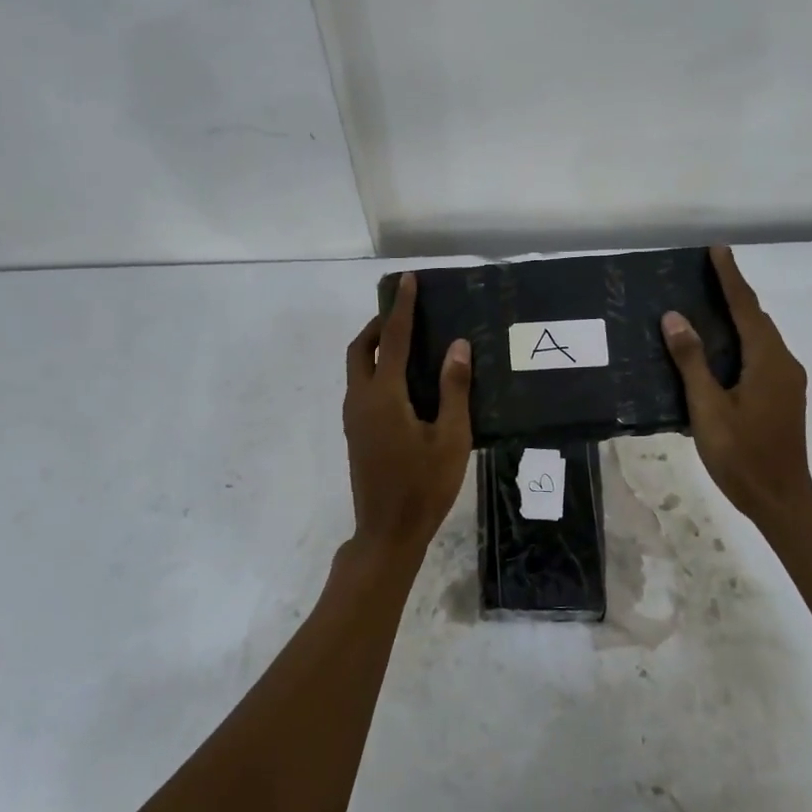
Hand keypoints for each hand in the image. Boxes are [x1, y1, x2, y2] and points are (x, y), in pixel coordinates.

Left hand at [342, 273, 472, 560]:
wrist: (388, 532)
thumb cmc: (424, 486)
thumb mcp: (451, 438)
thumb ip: (454, 389)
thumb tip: (457, 346)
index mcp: (384, 396)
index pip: (392, 338)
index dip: (401, 307)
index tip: (407, 280)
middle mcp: (361, 399)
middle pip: (360, 348)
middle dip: (379, 324)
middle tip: (405, 315)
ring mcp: (354, 417)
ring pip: (356, 367)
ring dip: (375, 347)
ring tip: (407, 342)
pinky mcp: (356, 433)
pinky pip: (361, 386)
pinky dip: (375, 368)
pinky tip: (403, 382)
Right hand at [662, 245, 811, 524]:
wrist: (781, 499)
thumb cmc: (741, 455)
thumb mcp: (708, 408)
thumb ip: (692, 361)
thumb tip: (675, 317)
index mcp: (767, 361)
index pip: (746, 308)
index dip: (730, 277)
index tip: (718, 249)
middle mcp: (784, 363)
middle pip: (757, 318)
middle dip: (734, 292)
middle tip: (707, 272)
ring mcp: (788, 381)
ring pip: (761, 337)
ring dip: (739, 316)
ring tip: (710, 302)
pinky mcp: (784, 395)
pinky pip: (762, 354)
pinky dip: (742, 339)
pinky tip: (722, 347)